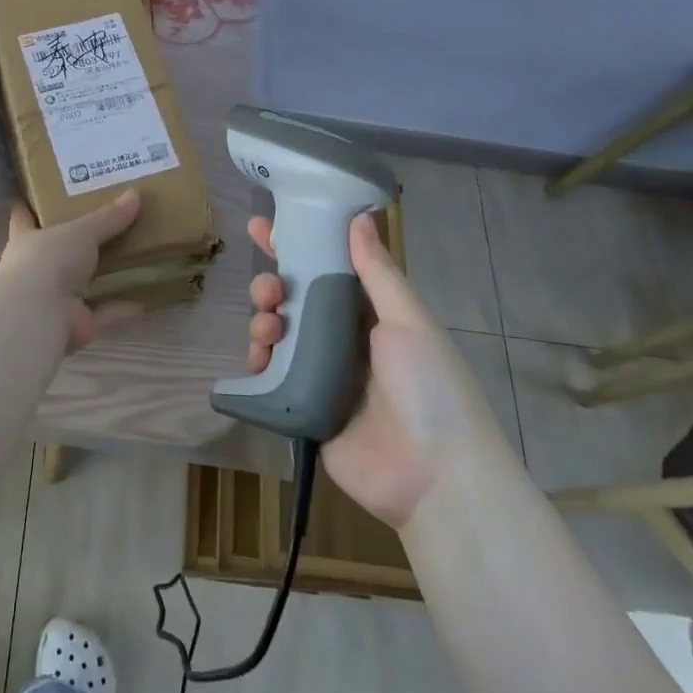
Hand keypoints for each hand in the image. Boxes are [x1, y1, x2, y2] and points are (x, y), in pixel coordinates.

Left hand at [0, 190, 144, 352]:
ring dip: (101, 280)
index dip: (31, 205)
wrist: (39, 314)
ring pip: (80, 287)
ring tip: (130, 263)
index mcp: (26, 239)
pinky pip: (100, 315)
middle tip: (106, 226)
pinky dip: (119, 311)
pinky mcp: (72, 325)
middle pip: (55, 252)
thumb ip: (108, 217)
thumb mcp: (81, 231)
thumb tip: (135, 194)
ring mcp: (52, 300)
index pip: (23, 217)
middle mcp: (34, 269)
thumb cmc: (49, 259)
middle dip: (75, 244)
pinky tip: (144, 302)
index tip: (44, 194)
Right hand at [247, 211, 500, 529]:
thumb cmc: (429, 387)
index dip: (296, 246)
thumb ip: (377, 271)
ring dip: (263, 321)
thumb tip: (360, 215)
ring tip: (267, 328)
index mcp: (371, 316)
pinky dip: (258, 363)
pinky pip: (270, 378)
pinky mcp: (302, 408)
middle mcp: (343, 341)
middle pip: (295, 302)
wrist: (435, 478)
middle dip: (272, 287)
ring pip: (278, 336)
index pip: (327, 269)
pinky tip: (258, 359)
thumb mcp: (408, 321)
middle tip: (267, 289)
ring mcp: (321, 376)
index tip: (261, 226)